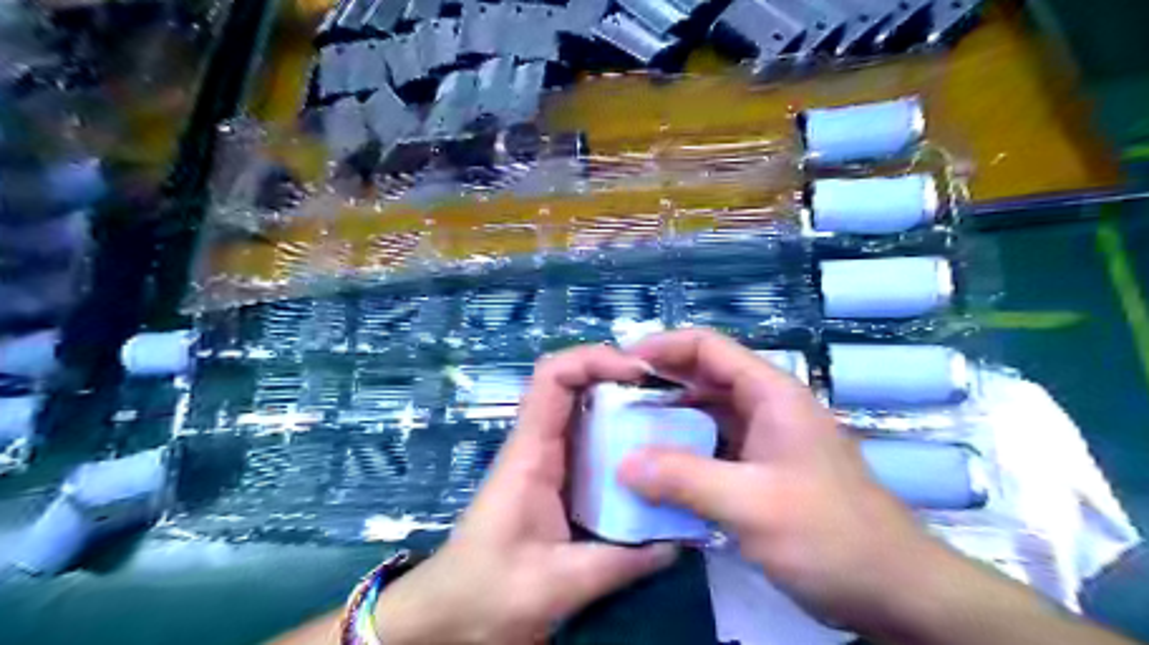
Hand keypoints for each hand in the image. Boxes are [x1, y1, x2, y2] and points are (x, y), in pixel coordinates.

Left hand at [379, 349, 679, 644]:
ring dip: (623, 403)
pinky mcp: (557, 480)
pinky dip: (619, 435)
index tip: (641, 373)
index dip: (594, 359)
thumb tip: (675, 541)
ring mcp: (547, 460)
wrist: (453, 615)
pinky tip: (650, 457)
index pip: (553, 377)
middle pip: (574, 383)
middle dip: (619, 376)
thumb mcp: (559, 583)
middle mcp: (538, 444)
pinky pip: (590, 441)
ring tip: (670, 416)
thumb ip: (620, 563)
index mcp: (531, 452)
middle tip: (669, 392)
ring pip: (585, 409)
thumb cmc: (490, 591)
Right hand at [616, 333, 958, 635]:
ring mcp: (764, 440)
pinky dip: (682, 454)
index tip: (619, 362)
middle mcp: (766, 407)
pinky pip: (712, 449)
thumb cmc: (831, 536)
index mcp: (770, 393)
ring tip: (624, 435)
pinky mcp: (761, 470)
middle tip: (613, 401)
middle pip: (703, 378)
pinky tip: (655, 472)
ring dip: (667, 422)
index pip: (708, 347)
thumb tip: (623, 464)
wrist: (894, 592)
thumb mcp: (752, 504)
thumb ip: (685, 479)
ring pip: (705, 415)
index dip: (662, 346)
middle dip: (657, 385)